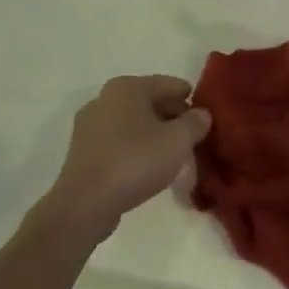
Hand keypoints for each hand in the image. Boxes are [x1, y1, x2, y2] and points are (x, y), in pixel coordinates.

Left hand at [42, 75, 212, 240]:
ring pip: (134, 122)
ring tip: (172, 156)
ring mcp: (90, 125)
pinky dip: (135, 148)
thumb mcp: (178, 141)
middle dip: (173, 118)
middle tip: (192, 140)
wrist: (85, 204)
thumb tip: (202, 115)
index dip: (192, 102)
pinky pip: (118, 141)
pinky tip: (147, 168)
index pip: (171, 85)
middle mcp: (105, 98)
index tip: (205, 122)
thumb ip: (195, 123)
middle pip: (151, 102)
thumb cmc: (135, 162)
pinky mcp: (83, 151)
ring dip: (154, 135)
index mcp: (127, 86)